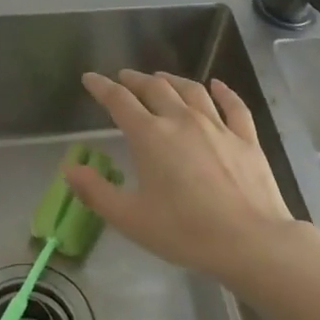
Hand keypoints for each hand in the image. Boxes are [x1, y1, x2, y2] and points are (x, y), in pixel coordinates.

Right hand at [64, 70, 310, 284]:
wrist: (250, 241)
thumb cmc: (185, 231)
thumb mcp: (131, 219)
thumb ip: (96, 192)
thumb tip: (69, 169)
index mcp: (150, 136)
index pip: (119, 101)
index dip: (102, 87)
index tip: (90, 78)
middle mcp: (181, 120)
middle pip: (155, 88)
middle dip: (135, 80)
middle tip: (124, 78)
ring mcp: (217, 125)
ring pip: (191, 90)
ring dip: (172, 80)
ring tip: (161, 78)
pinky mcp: (245, 137)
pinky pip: (233, 105)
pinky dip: (223, 91)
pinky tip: (218, 85)